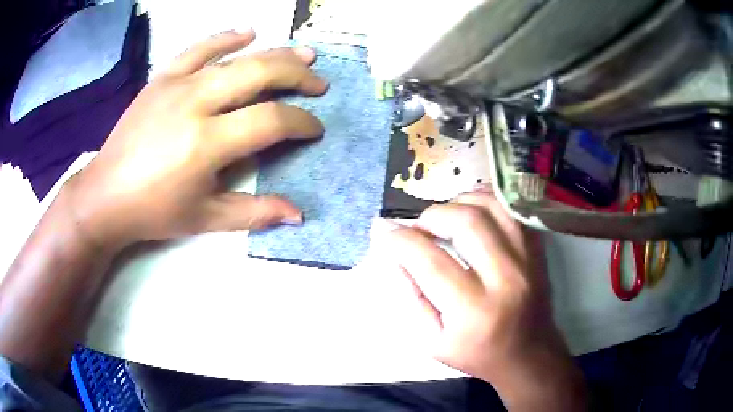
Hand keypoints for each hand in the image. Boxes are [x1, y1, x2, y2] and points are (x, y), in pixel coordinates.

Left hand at [64, 30, 327, 248]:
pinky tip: (248, 33)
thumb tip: (298, 214)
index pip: (271, 120)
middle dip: (298, 76)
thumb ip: (255, 213)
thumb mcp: (206, 219)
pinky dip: (226, 37)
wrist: (106, 195)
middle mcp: (195, 103)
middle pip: (260, 73)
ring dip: (275, 53)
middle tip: (318, 83)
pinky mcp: (162, 78)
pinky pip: (198, 48)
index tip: (315, 128)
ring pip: (236, 57)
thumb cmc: (154, 211)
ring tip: (303, 53)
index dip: (301, 122)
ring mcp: (177, 84)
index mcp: (206, 143)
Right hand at [383, 190, 584, 409]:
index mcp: (473, 310)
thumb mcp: (434, 341)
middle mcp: (504, 278)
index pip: (430, 261)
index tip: (384, 232)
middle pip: (465, 222)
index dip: (400, 240)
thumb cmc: (478, 354)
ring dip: (459, 202)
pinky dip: (486, 202)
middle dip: (432, 216)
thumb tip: (397, 257)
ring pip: (491, 208)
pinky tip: (471, 210)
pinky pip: (511, 211)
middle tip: (419, 228)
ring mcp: (526, 259)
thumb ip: (414, 298)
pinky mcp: (536, 251)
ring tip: (444, 216)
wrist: (528, 354)